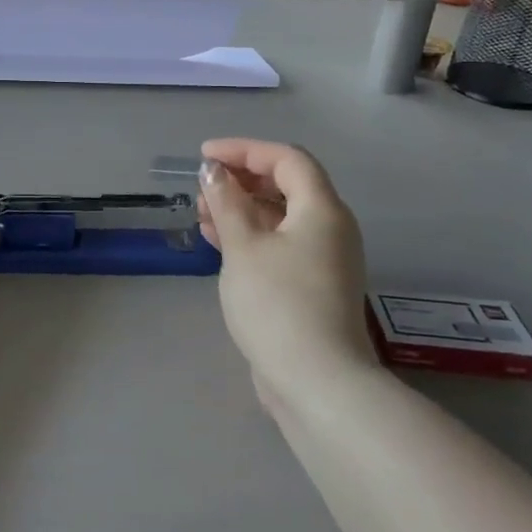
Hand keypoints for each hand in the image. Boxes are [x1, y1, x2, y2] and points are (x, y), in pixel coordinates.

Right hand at [196, 139, 374, 389]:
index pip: (286, 159)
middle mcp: (330, 228)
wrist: (316, 381)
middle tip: (201, 190)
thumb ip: (226, 202)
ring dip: (241, 210)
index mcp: (322, 210)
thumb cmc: (278, 303)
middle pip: (286, 186)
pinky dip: (250, 237)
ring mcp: (323, 260)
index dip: (244, 150)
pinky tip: (218, 243)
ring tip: (201, 215)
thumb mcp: (243, 246)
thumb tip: (214, 171)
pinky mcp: (312, 287)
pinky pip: (279, 245)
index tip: (204, 156)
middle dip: (240, 181)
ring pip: (279, 218)